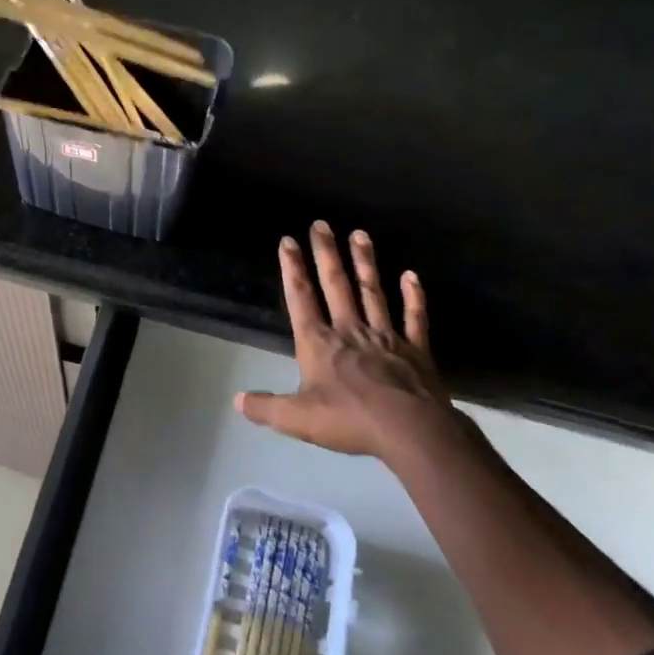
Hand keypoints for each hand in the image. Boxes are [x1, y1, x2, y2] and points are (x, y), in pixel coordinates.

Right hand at [236, 221, 462, 459]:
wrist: (410, 431)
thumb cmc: (349, 420)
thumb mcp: (297, 419)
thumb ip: (266, 408)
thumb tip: (237, 401)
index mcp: (318, 343)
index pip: (301, 298)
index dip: (292, 269)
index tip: (288, 241)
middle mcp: (349, 330)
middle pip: (336, 285)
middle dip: (326, 254)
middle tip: (321, 224)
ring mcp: (385, 336)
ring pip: (372, 292)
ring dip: (364, 263)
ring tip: (359, 234)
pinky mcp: (416, 350)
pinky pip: (414, 317)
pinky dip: (413, 296)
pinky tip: (411, 275)